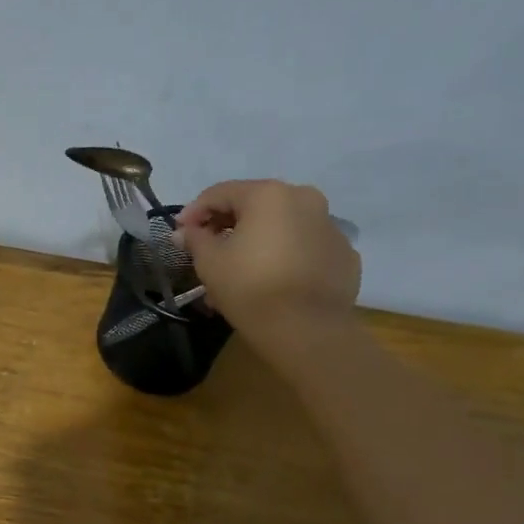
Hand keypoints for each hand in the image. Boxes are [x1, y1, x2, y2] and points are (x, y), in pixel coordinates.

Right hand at [176, 179, 360, 355]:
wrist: (306, 330)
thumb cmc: (250, 287)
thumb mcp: (209, 262)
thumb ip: (195, 238)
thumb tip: (185, 231)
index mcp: (269, 195)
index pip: (220, 193)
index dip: (194, 211)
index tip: (179, 233)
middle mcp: (305, 199)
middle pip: (255, 205)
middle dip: (227, 225)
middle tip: (206, 250)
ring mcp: (330, 227)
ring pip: (282, 226)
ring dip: (256, 241)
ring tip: (238, 269)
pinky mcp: (344, 255)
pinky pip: (305, 247)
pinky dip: (285, 256)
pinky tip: (272, 279)